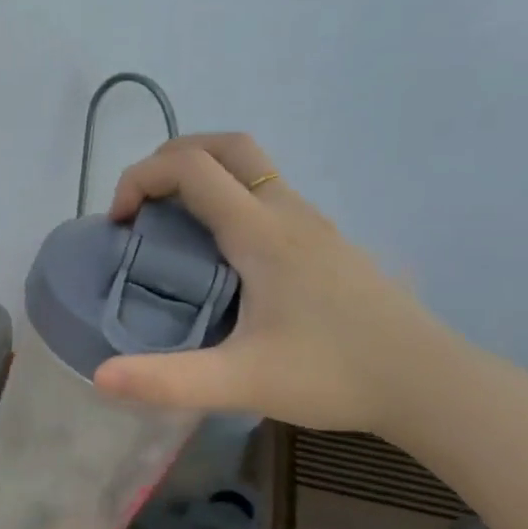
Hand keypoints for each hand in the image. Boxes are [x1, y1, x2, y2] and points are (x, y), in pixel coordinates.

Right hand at [92, 134, 452, 433]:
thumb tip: (99, 377)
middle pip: (225, 145)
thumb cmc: (335, 374)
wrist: (428, 383)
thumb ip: (168, 380)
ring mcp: (312, 223)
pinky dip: (227, 198)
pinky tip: (219, 255)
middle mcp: (287, 212)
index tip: (118, 224)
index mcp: (261, 232)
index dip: (140, 178)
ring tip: (172, 227)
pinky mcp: (324, 241)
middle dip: (170, 159)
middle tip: (142, 207)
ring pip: (250, 166)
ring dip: (201, 176)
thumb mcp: (242, 382)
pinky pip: (265, 193)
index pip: (190, 167)